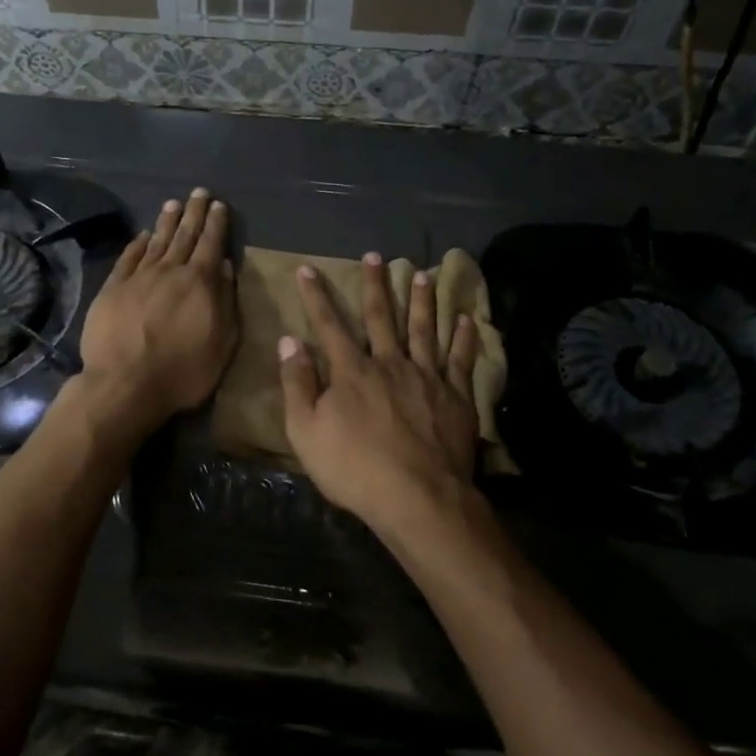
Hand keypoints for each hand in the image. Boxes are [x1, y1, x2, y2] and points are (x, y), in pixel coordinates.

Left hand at [76, 188, 237, 436]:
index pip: (211, 244)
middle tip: (198, 192)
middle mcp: (169, 271)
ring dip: (166, 221)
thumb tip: (225, 265)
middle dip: (193, 213)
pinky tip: (143, 234)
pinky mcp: (113, 288)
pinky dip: (137, 243)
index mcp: (199, 282)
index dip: (216, 223)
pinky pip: (128, 258)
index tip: (219, 204)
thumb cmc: (183, 371)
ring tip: (173, 203)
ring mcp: (138, 277)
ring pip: (156, 241)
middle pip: (184, 235)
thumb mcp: (222, 342)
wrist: (125, 384)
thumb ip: (225, 300)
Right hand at [279, 254, 480, 535]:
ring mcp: (426, 377)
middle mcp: (389, 363)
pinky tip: (466, 318)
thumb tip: (289, 342)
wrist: (417, 498)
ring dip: (422, 300)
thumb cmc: (354, 469)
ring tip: (423, 274)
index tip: (308, 269)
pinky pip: (460, 359)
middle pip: (381, 317)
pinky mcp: (455, 396)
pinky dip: (463, 337)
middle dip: (375, 285)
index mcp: (351, 371)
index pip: (329, 325)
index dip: (316, 296)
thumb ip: (297, 384)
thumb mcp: (306, 432)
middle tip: (376, 256)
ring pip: (423, 329)